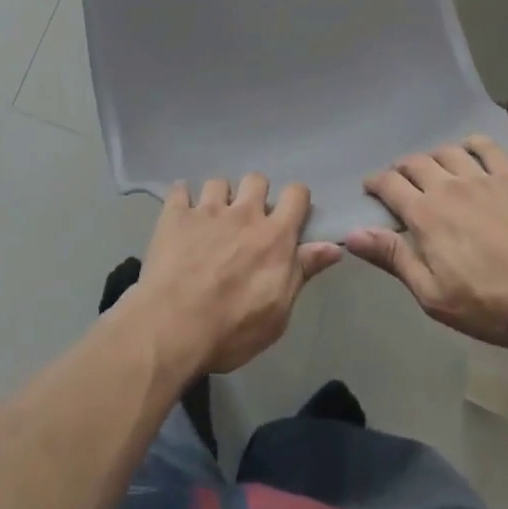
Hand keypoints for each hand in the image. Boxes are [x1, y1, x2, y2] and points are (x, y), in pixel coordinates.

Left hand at [127, 176, 341, 375]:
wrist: (174, 326)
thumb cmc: (232, 329)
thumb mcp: (278, 312)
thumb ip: (303, 272)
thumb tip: (333, 247)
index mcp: (273, 236)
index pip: (296, 194)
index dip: (296, 200)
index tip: (291, 214)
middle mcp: (243, 213)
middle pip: (256, 179)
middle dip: (255, 194)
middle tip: (248, 220)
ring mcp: (207, 210)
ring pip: (219, 182)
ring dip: (219, 198)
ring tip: (212, 220)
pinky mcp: (176, 214)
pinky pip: (180, 189)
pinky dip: (182, 198)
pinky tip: (181, 214)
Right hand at [344, 136, 507, 347]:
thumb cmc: (491, 304)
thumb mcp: (434, 295)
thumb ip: (393, 258)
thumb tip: (352, 233)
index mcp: (424, 214)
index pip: (388, 184)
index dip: (375, 183)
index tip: (371, 190)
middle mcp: (447, 186)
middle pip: (414, 162)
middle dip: (401, 169)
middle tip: (401, 183)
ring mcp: (480, 178)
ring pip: (446, 151)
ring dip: (433, 157)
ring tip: (434, 171)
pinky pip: (486, 147)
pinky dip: (471, 144)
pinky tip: (469, 153)